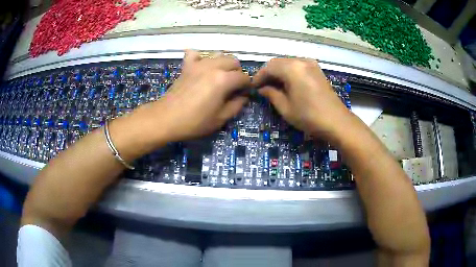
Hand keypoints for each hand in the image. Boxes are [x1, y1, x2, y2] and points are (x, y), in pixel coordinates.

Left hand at [149, 50, 250, 141]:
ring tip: (219, 77)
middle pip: (233, 61)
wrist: (166, 118)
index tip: (243, 94)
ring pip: (218, 55)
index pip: (244, 77)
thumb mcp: (220, 119)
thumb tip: (243, 96)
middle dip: (237, 72)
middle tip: (232, 86)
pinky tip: (201, 67)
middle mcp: (213, 66)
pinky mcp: (187, 66)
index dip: (247, 86)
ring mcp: (199, 64)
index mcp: (223, 79)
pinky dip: (201, 57)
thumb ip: (236, 105)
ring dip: (223, 64)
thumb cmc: (194, 122)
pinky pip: (196, 54)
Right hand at [252, 58, 351, 141]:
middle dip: (268, 74)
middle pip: (278, 62)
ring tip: (273, 87)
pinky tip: (287, 85)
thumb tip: (262, 89)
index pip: (269, 67)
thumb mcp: (286, 108)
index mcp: (292, 68)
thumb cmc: (309, 116)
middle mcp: (301, 61)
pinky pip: (298, 67)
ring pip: (288, 64)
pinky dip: (289, 73)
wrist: (337, 122)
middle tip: (262, 87)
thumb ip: (271, 94)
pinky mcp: (317, 70)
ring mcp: (311, 64)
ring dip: (279, 73)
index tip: (253, 87)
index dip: (259, 76)